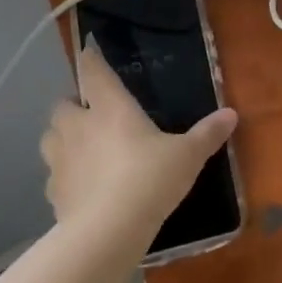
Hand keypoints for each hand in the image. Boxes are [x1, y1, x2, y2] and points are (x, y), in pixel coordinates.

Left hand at [40, 41, 237, 243]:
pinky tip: (81, 185)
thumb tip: (231, 114)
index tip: (89, 52)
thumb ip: (207, 134)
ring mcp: (61, 159)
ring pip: (50, 137)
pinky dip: (64, 174)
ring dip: (62, 136)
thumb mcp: (188, 156)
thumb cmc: (150, 179)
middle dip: (74, 104)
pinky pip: (54, 175)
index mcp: (110, 108)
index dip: (90, 59)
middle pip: (63, 104)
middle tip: (92, 113)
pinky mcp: (53, 191)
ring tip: (81, 146)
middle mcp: (79, 126)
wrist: (108, 231)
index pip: (94, 72)